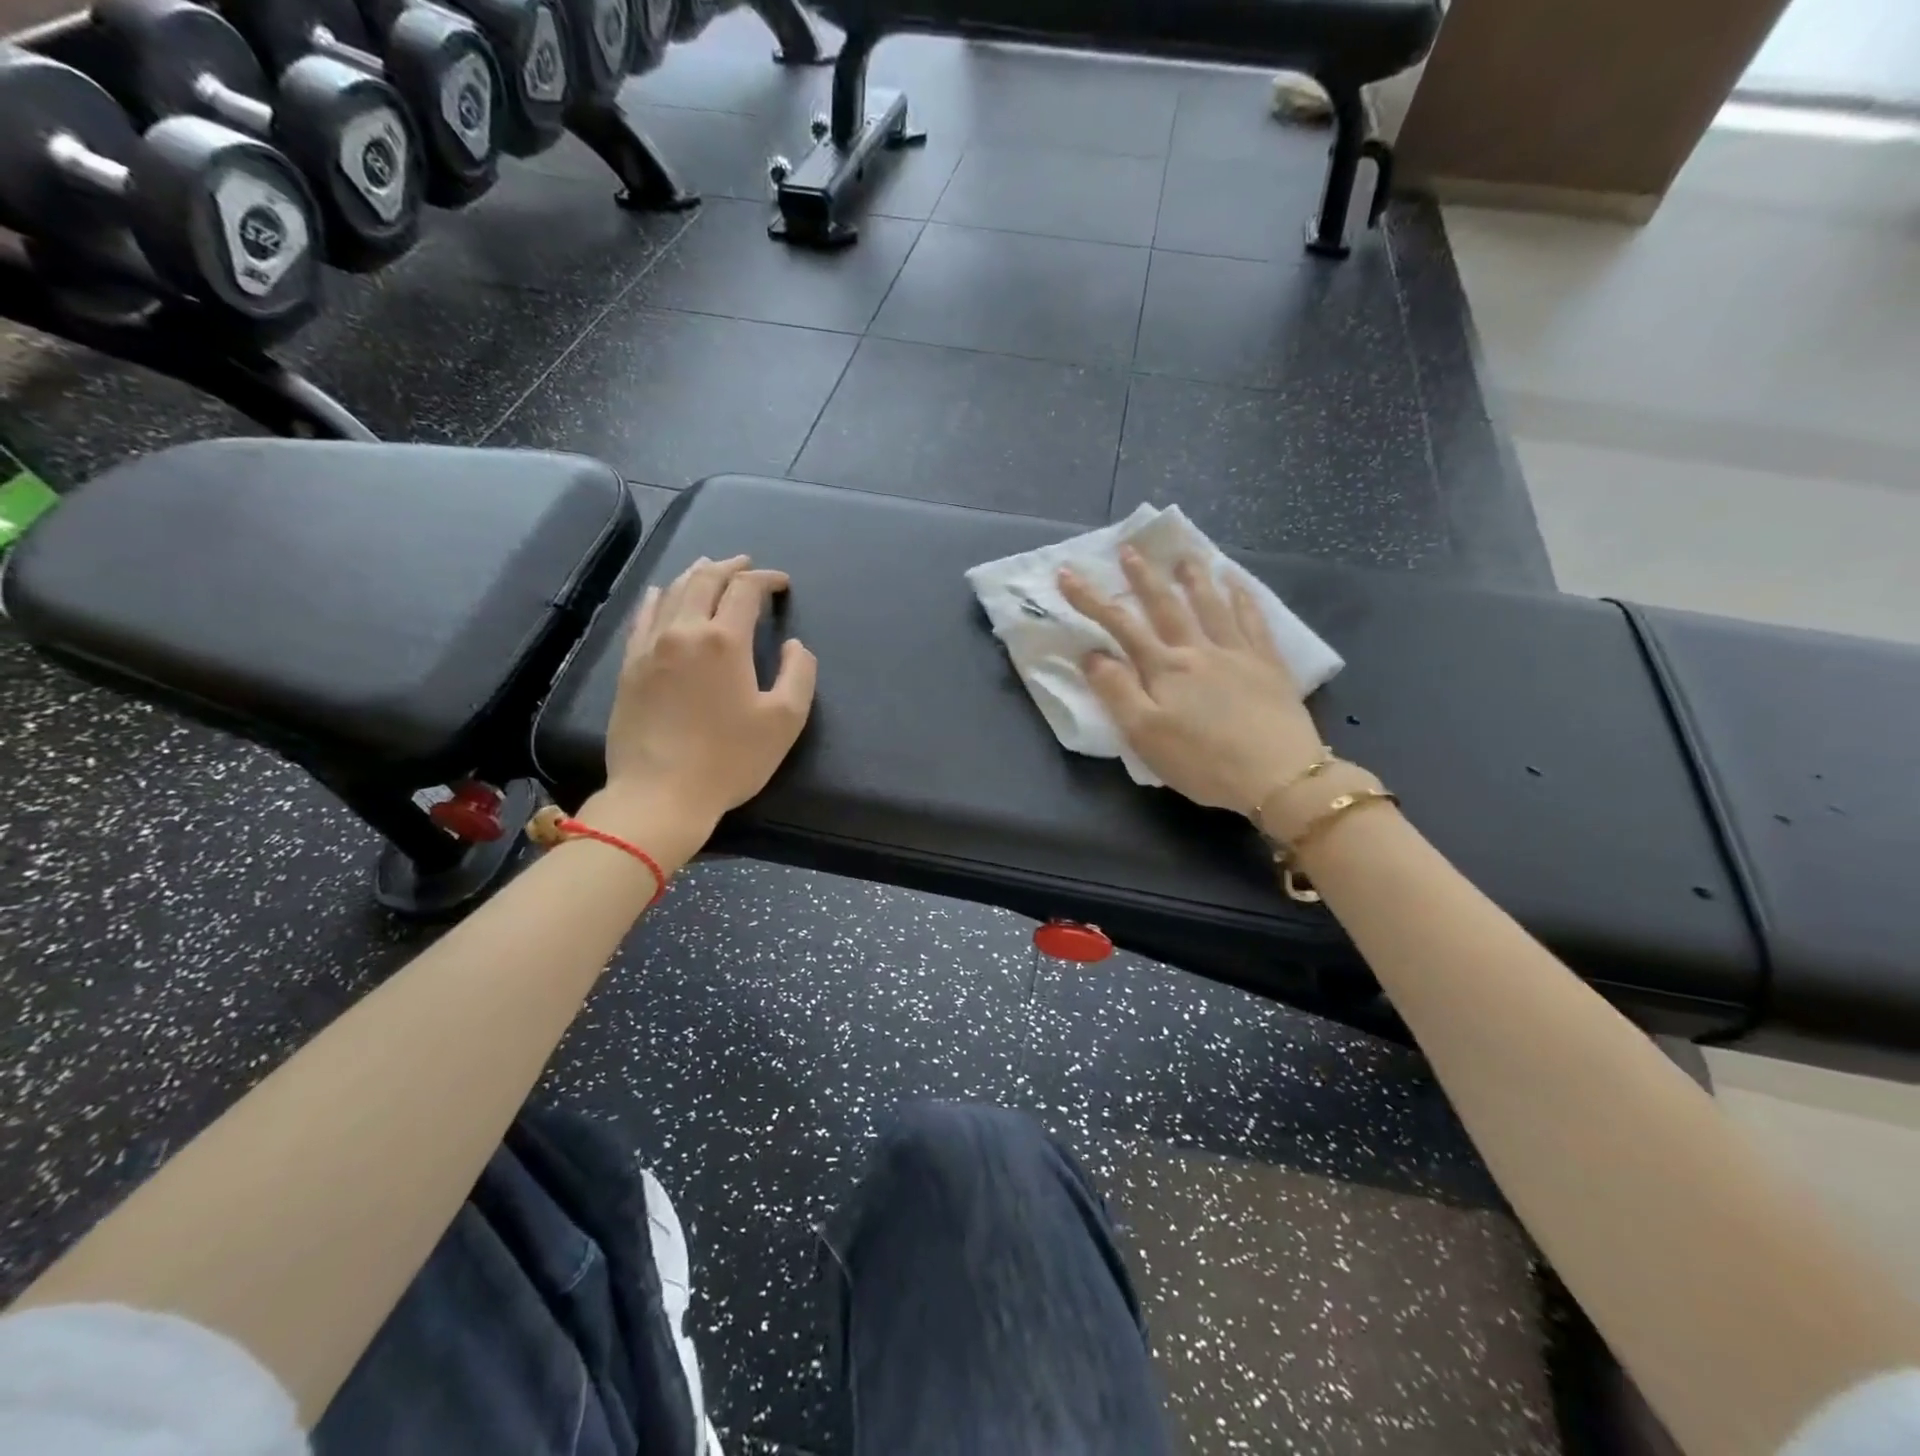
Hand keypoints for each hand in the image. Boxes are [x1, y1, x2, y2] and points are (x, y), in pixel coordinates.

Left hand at [600, 555, 816, 832]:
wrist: (660, 794)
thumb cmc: (730, 760)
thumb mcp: (784, 721)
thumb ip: (799, 674)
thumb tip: (794, 645)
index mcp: (724, 641)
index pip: (745, 590)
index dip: (766, 580)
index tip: (781, 583)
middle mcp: (683, 631)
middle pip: (705, 581)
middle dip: (730, 567)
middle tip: (747, 565)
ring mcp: (650, 647)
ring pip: (673, 592)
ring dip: (696, 575)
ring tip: (710, 568)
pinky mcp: (629, 666)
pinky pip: (643, 617)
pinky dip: (658, 597)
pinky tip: (662, 593)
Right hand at [1057, 549, 1323, 815]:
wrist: (1278, 776)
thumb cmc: (1203, 762)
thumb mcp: (1145, 735)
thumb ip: (1116, 692)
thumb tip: (1091, 655)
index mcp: (1165, 669)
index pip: (1120, 625)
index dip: (1090, 599)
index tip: (1067, 574)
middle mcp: (1199, 650)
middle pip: (1167, 605)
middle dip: (1143, 577)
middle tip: (1130, 549)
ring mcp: (1238, 654)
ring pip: (1212, 605)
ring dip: (1194, 577)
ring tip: (1185, 555)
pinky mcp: (1268, 665)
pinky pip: (1254, 621)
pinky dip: (1244, 598)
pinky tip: (1238, 584)